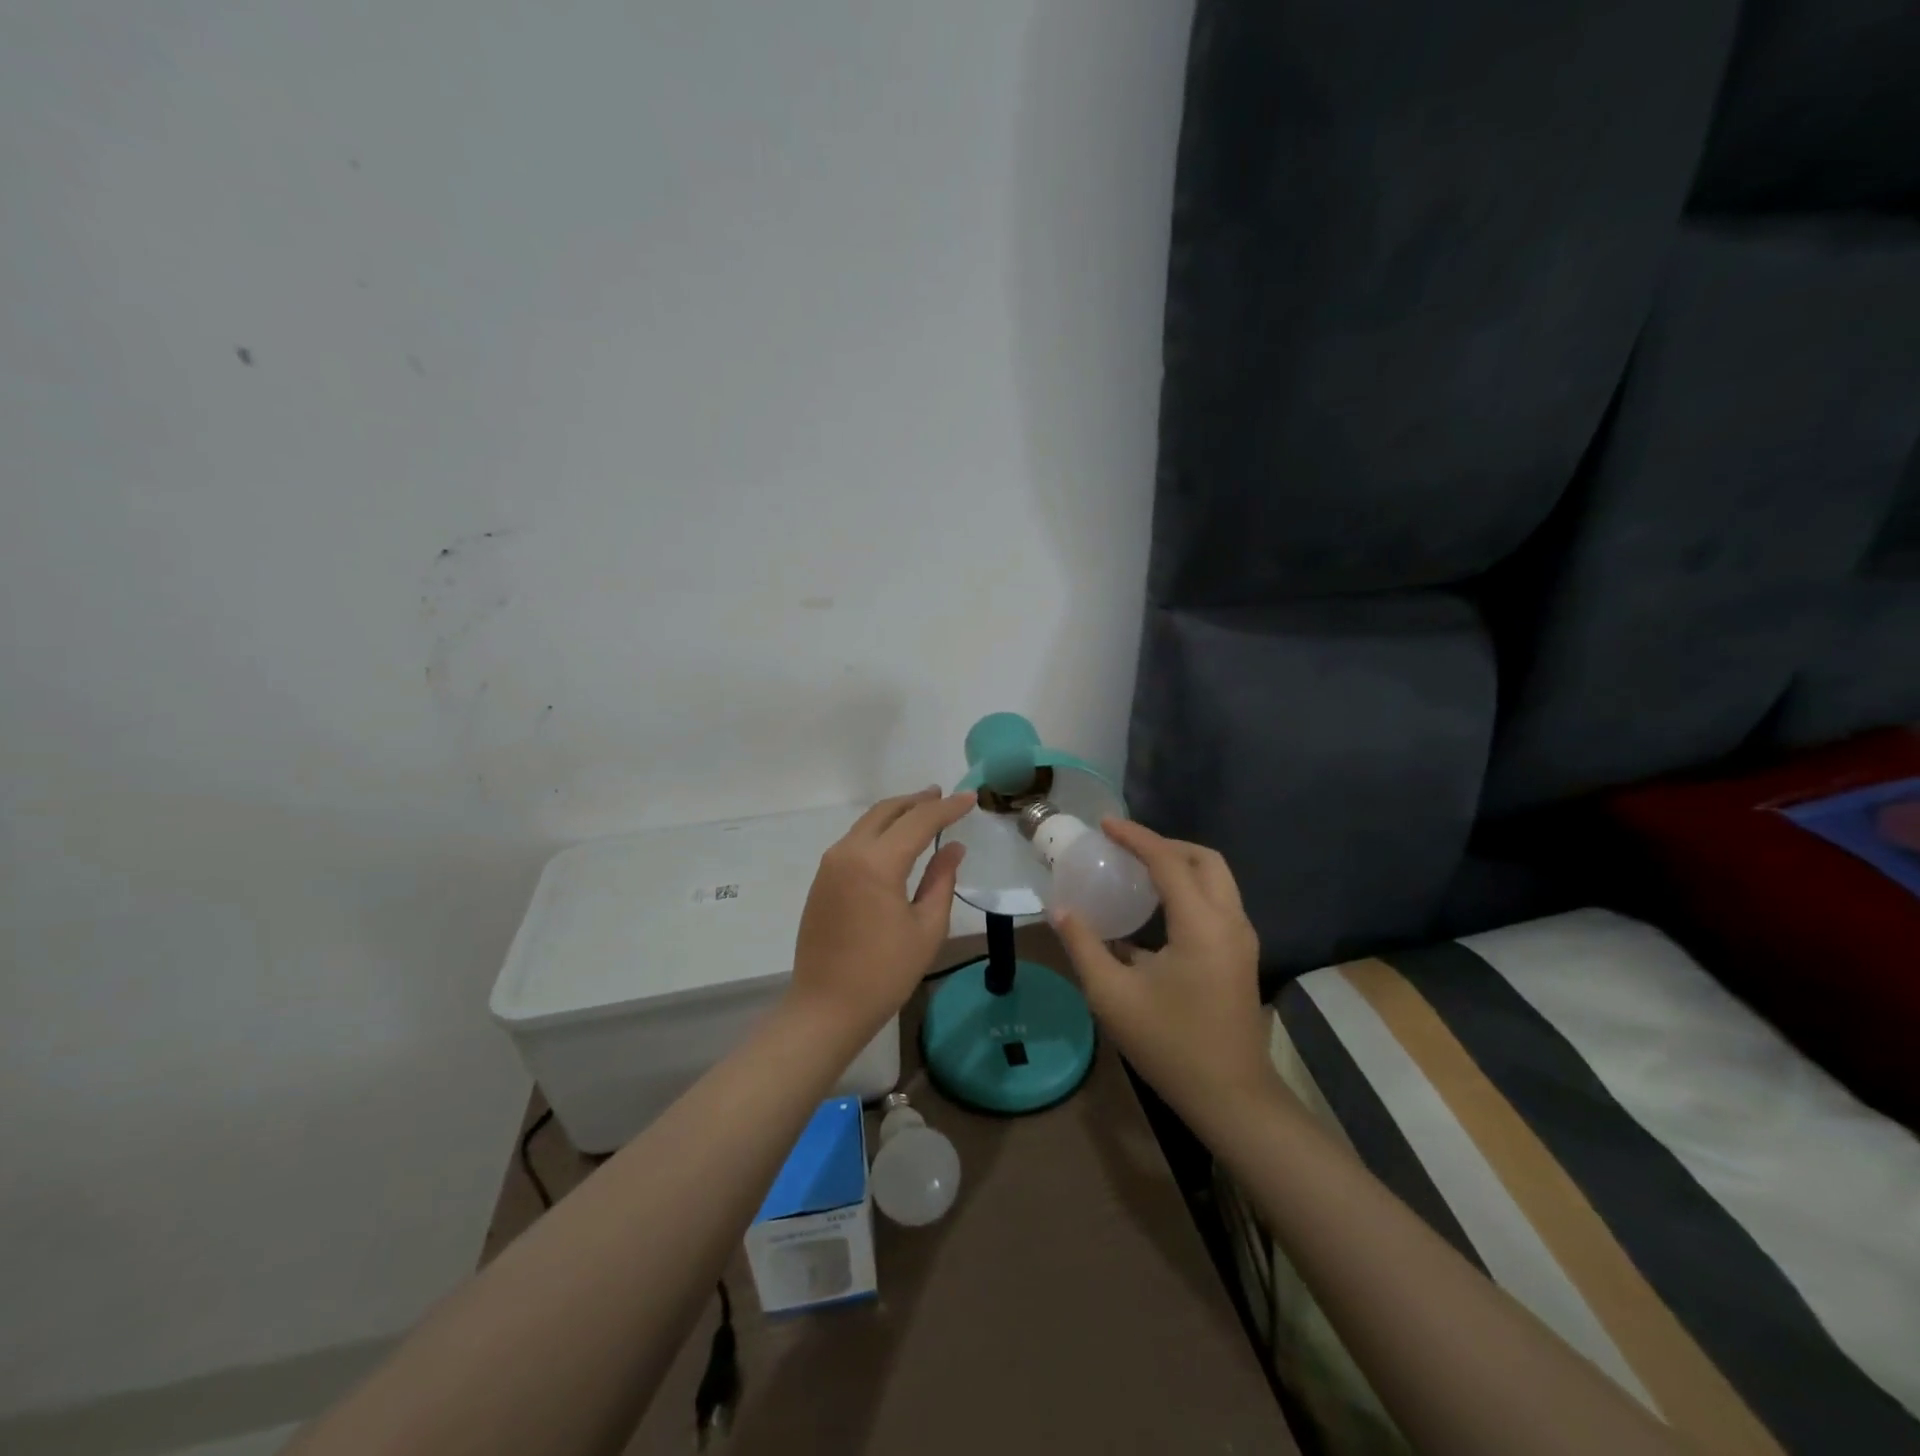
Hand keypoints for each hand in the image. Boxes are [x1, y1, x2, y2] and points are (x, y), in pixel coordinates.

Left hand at [788, 787, 974, 1038]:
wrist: (826, 1007)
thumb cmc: (884, 973)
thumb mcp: (926, 928)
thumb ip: (941, 880)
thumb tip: (952, 847)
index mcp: (877, 863)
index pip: (919, 821)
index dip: (947, 808)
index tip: (970, 798)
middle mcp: (848, 852)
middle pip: (887, 811)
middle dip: (917, 801)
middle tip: (943, 796)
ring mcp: (830, 865)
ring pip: (867, 823)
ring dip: (896, 813)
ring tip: (923, 811)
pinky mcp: (822, 880)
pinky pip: (855, 841)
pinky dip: (879, 831)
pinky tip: (896, 841)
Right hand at [1052, 819, 1277, 1121]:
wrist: (1231, 1097)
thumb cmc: (1170, 1045)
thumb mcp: (1112, 995)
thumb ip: (1084, 945)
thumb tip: (1059, 909)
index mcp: (1201, 925)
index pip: (1168, 861)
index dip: (1135, 837)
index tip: (1104, 824)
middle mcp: (1230, 921)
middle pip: (1204, 859)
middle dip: (1164, 844)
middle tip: (1125, 847)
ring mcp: (1242, 939)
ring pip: (1217, 879)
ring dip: (1180, 864)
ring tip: (1139, 869)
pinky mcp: (1241, 955)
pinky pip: (1218, 901)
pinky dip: (1190, 887)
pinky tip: (1158, 907)